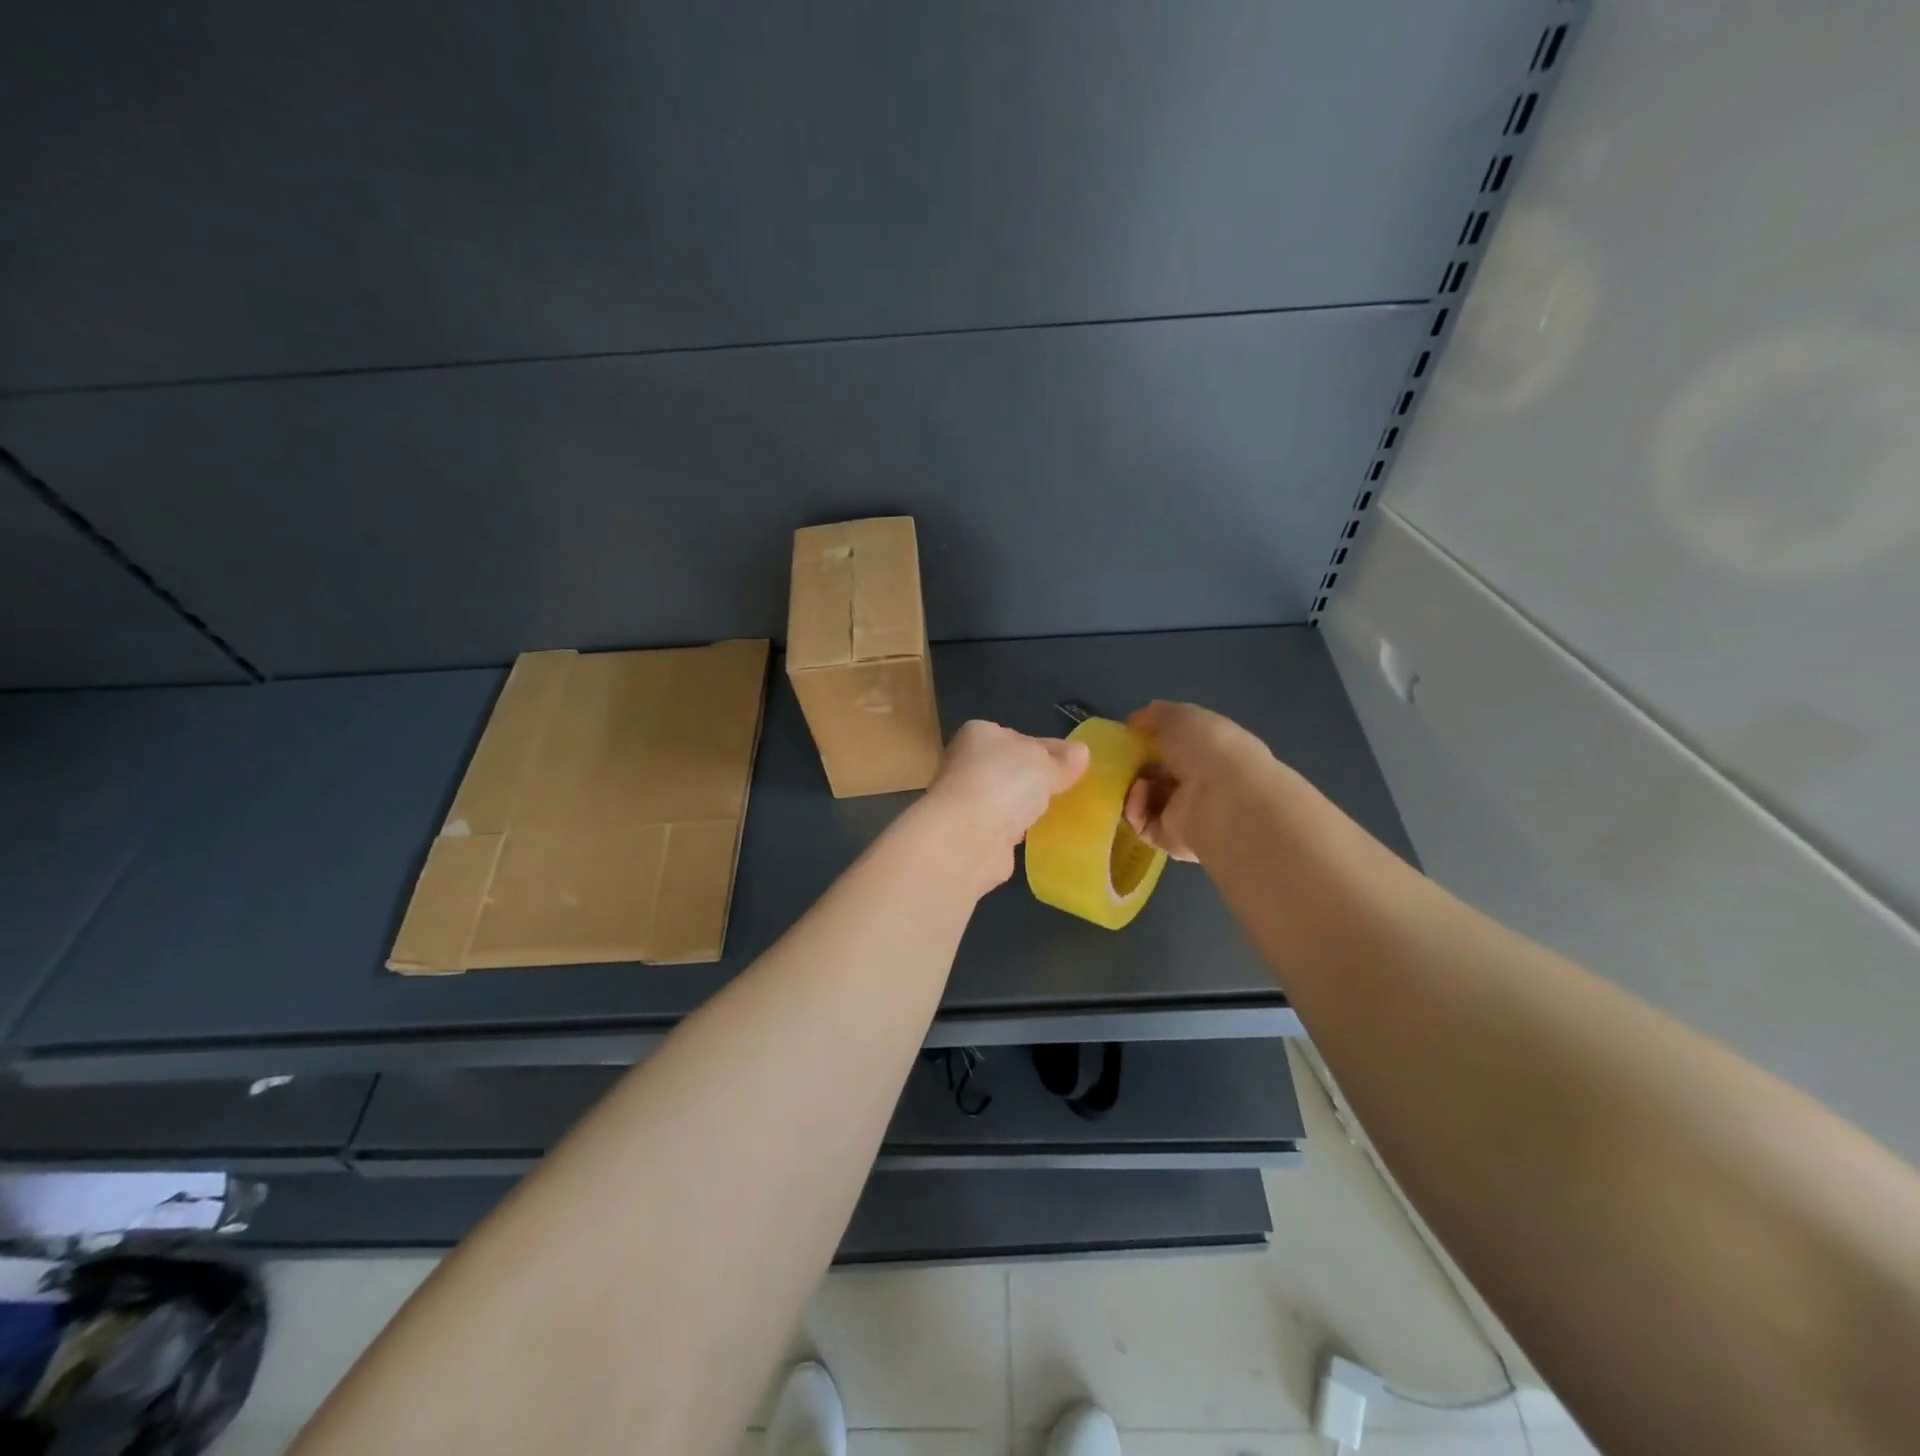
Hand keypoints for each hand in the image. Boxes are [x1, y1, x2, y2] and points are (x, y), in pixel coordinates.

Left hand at [920, 720, 1089, 889]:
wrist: (967, 836)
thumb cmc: (1004, 782)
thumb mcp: (1043, 762)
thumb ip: (1061, 760)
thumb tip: (1081, 752)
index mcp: (979, 734)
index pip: (1018, 737)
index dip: (1047, 748)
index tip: (1074, 763)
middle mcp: (967, 764)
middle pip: (1012, 769)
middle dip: (1037, 779)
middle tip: (1072, 789)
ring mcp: (968, 801)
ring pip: (1007, 799)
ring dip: (1028, 807)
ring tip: (1063, 813)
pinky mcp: (973, 835)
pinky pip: (1005, 827)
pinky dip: (1020, 831)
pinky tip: (1042, 835)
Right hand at [1123, 700, 1273, 862]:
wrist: (1227, 800)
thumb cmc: (1208, 749)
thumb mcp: (1181, 717)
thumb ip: (1157, 715)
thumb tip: (1137, 720)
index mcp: (1209, 752)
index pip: (1175, 747)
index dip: (1150, 740)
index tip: (1128, 735)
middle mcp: (1199, 783)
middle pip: (1157, 775)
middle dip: (1135, 766)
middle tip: (1117, 760)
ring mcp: (1186, 814)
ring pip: (1146, 801)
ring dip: (1131, 788)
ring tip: (1131, 778)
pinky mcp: (1172, 840)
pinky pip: (1143, 825)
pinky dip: (1134, 810)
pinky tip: (1138, 796)